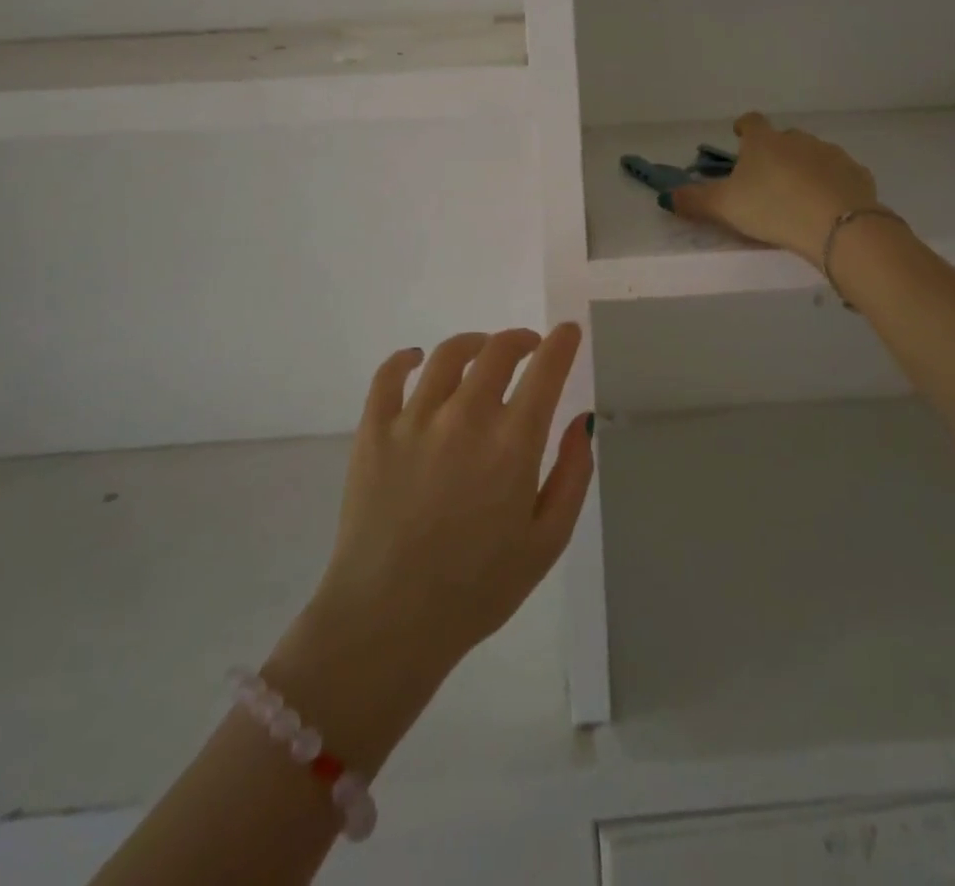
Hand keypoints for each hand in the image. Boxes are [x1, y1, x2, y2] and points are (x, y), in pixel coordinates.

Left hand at [306, 326, 593, 681]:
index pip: (546, 370)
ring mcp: (414, 420)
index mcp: (512, 443)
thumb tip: (581, 420)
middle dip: (521, 339)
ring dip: (474, 344)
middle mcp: (465, 417)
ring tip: (481, 351)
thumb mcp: (547, 541)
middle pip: (498, 351)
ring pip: (448, 355)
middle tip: (529, 347)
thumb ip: (572, 474)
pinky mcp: (373, 431)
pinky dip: (407, 358)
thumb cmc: (478, 589)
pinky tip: (417, 360)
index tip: (568, 331)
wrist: (388, 622)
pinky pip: (388, 375)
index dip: (562, 343)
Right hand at [671, 113, 884, 263]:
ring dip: (804, 168)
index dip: (743, 128)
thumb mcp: (725, 207)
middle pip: (784, 138)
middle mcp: (798, 139)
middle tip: (767, 178)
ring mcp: (831, 154)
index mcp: (764, 142)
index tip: (739, 136)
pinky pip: (839, 175)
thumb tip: (666, 196)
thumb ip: (695, 200)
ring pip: (813, 155)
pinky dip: (831, 185)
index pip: (751, 122)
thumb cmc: (772, 208)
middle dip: (775, 153)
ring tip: (798, 195)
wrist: (837, 224)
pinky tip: (827, 206)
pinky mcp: (857, 174)